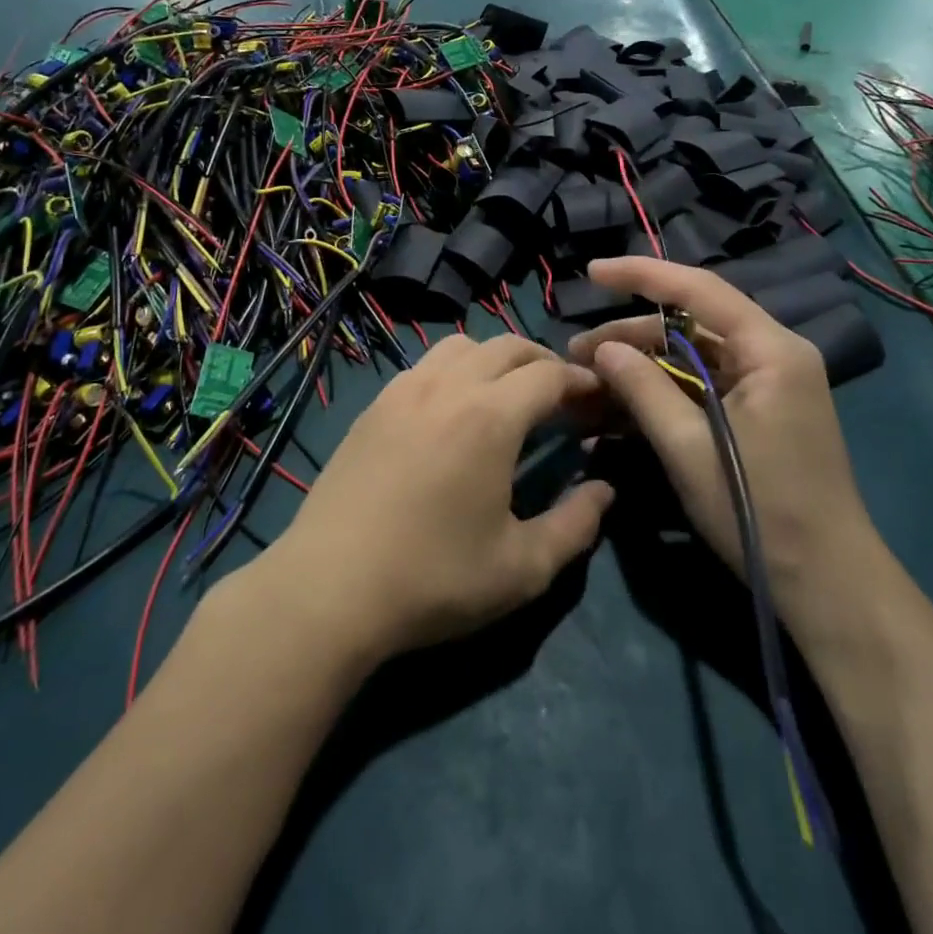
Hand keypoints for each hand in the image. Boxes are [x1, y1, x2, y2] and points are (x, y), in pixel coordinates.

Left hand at [255, 335, 614, 663]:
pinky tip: (453, 411)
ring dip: (495, 358)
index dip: (581, 381)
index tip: (598, 398)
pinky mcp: (373, 405)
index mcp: (490, 417)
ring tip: (507, 397)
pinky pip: (425, 365)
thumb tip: (603, 489)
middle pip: (507, 346)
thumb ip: (575, 524)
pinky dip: (454, 370)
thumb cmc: (433, 579)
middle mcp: (447, 386)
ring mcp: (403, 390)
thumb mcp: (521, 568)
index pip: (548, 374)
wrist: (329, 587)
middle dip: (543, 362)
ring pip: (461, 346)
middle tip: (562, 397)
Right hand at [567, 257, 870, 620]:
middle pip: (690, 324)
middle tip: (576, 355)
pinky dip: (661, 391)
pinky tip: (619, 405)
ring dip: (641, 366)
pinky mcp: (757, 412)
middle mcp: (772, 354)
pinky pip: (700, 385)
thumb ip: (643, 388)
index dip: (641, 275)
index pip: (699, 290)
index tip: (593, 273)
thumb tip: (603, 349)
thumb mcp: (688, 446)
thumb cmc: (758, 509)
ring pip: (691, 355)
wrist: (825, 582)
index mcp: (770, 350)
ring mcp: (766, 384)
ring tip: (589, 381)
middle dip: (630, 336)